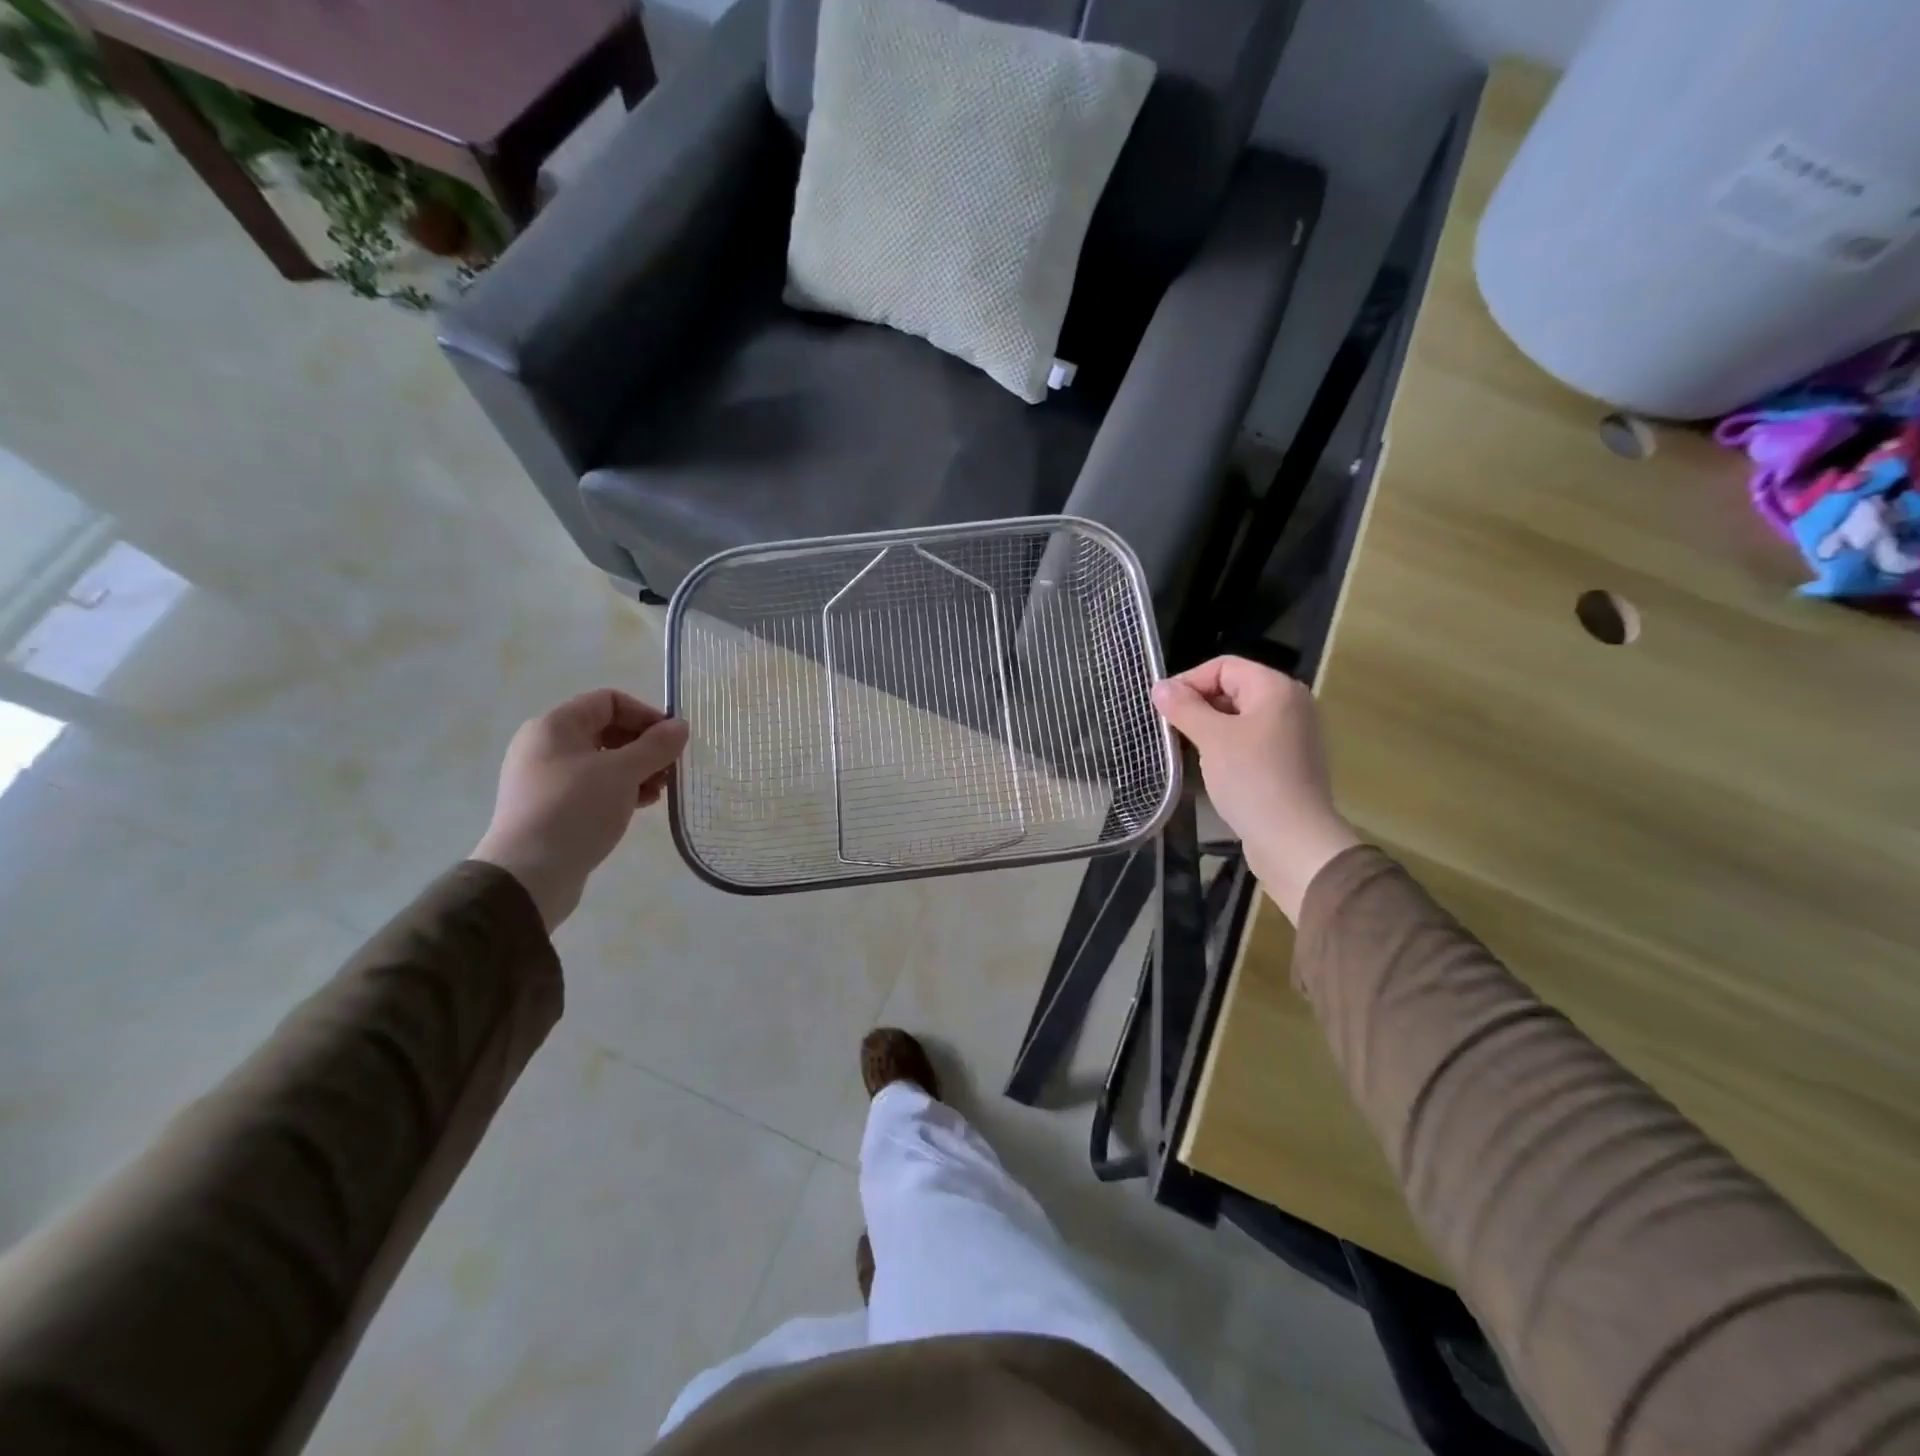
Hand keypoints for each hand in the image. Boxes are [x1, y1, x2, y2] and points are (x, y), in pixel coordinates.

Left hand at [472, 690, 689, 929]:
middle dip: (644, 746)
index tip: (672, 740)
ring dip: (637, 770)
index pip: (608, 701)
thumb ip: (656, 746)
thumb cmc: (576, 810)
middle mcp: (546, 746)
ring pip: (602, 761)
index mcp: (555, 726)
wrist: (529, 874)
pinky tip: (641, 805)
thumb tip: (680, 726)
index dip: (645, 714)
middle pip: (606, 730)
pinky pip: (593, 786)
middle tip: (670, 768)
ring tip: (660, 791)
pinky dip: (620, 790)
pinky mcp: (551, 807)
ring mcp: (546, 778)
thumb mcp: (623, 773)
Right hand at [1152, 656, 1358, 921]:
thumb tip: (1160, 687)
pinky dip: (1227, 745)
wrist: (1293, 839)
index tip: (1162, 707)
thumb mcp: (1212, 738)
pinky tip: (1209, 765)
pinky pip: (1251, 739)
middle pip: (1234, 688)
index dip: (1189, 680)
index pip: (1224, 666)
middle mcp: (1290, 703)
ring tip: (1184, 746)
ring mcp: (1292, 734)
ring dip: (1209, 726)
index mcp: (1275, 688)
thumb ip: (1184, 708)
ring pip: (1240, 716)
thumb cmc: (1252, 779)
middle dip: (1198, 703)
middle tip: (1169, 727)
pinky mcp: (1289, 761)